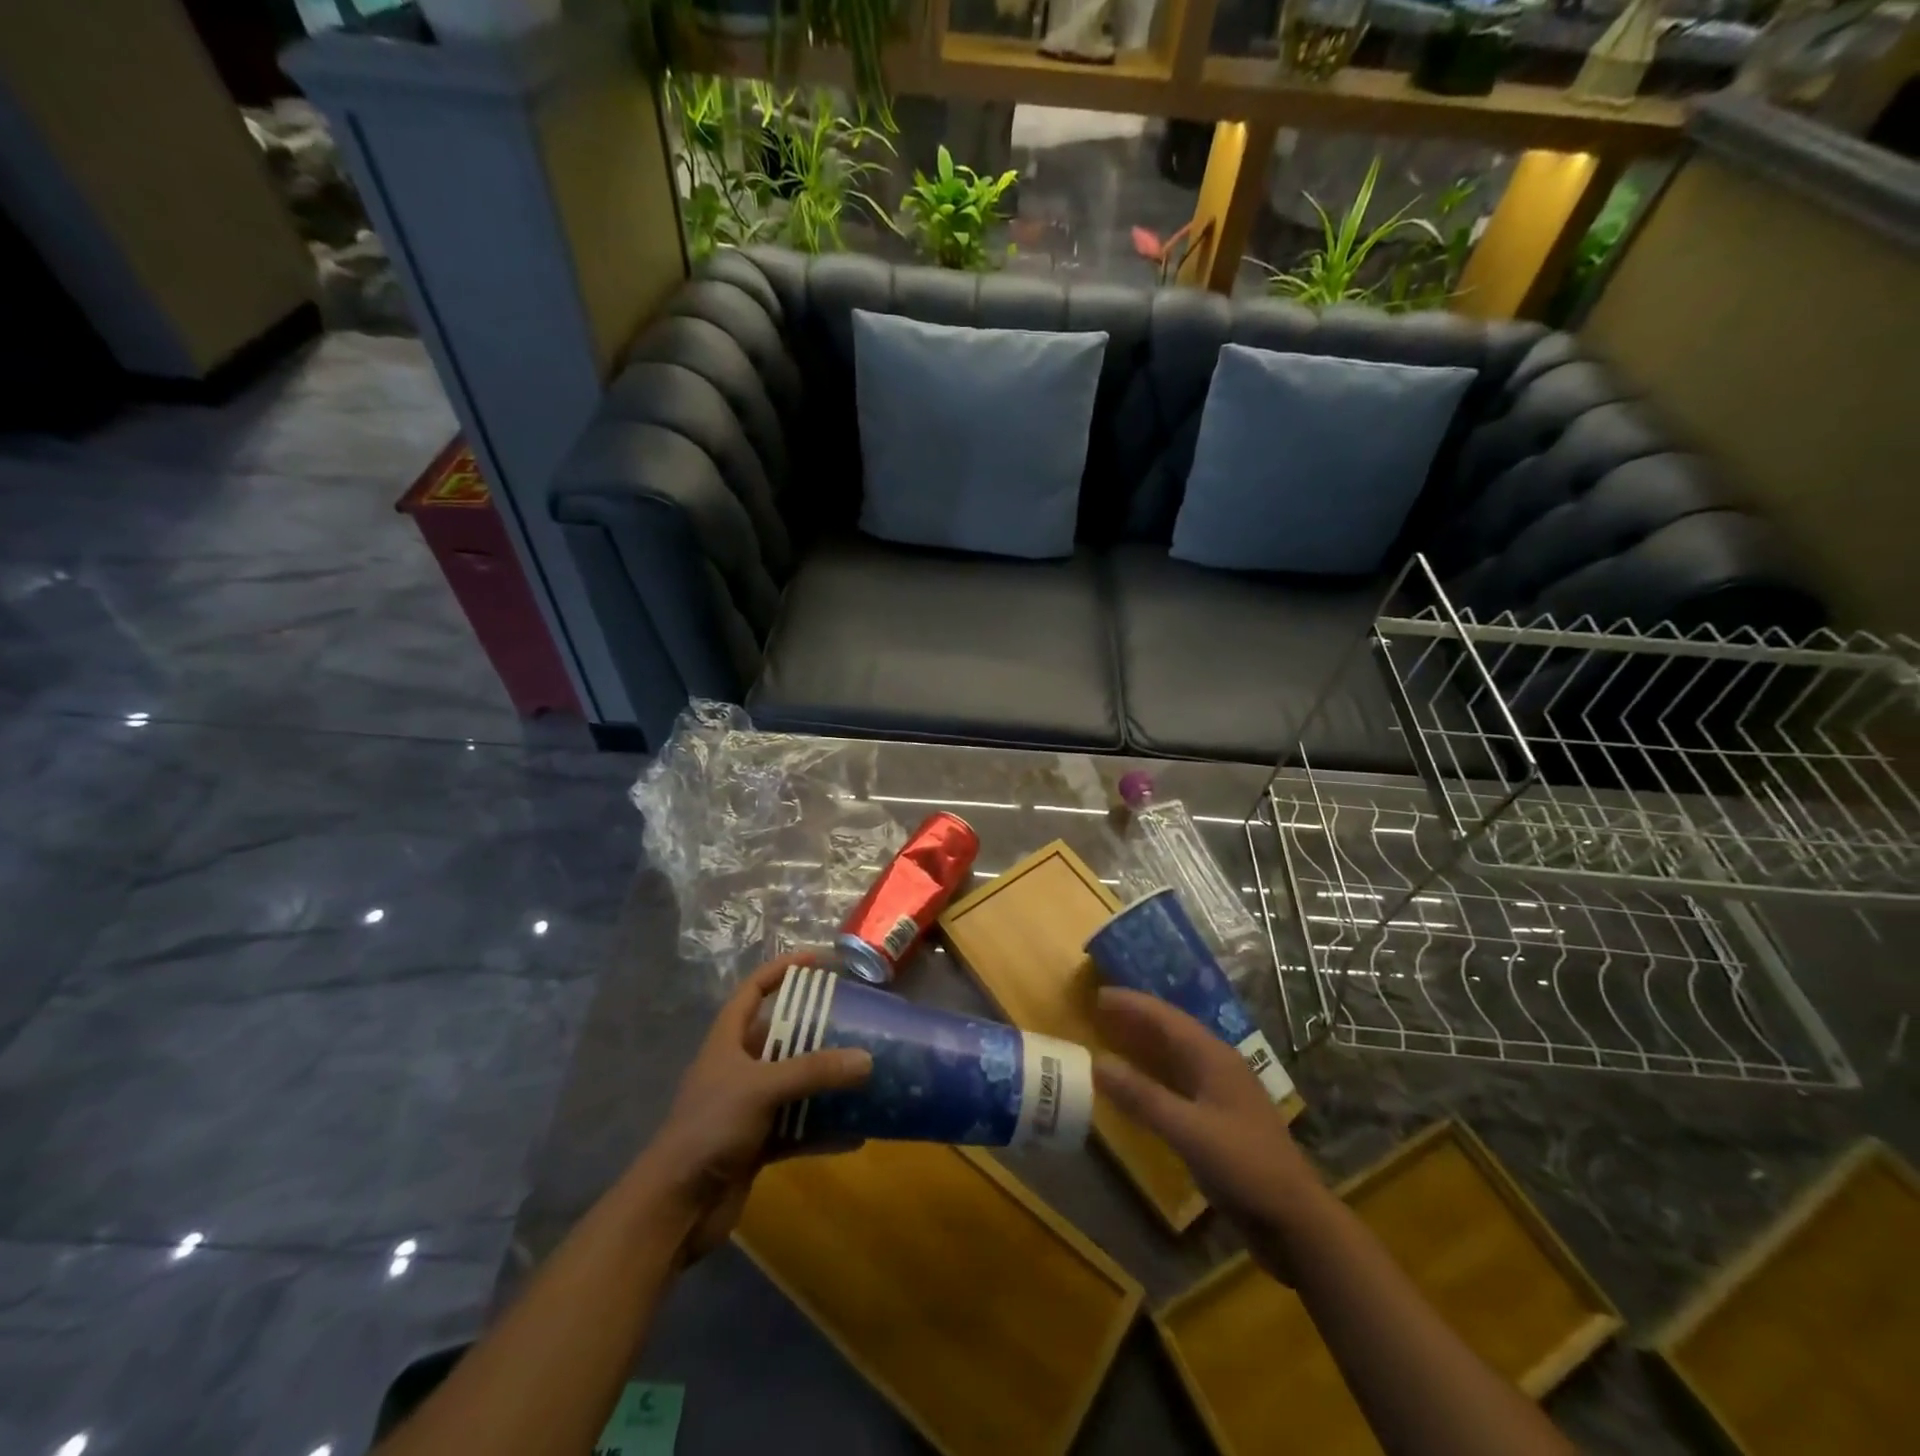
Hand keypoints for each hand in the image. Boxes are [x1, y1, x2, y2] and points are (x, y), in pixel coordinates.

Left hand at [637, 954, 872, 1261]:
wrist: (675, 1207)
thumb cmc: (710, 1127)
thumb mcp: (762, 1088)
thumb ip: (814, 1071)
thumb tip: (867, 1059)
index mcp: (728, 1040)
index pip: (754, 990)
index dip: (783, 970)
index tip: (820, 960)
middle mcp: (739, 1067)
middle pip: (782, 1036)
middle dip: (817, 1029)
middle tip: (857, 1020)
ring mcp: (748, 1107)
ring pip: (795, 1083)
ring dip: (826, 1081)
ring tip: (866, 1071)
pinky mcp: (758, 1144)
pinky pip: (799, 1128)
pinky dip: (824, 1129)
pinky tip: (857, 1132)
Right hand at [1093, 987, 1324, 1279]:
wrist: (1296, 1221)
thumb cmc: (1245, 1167)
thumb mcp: (1188, 1131)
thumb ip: (1143, 1097)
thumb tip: (1097, 1061)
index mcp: (1214, 1057)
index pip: (1166, 1018)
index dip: (1132, 1004)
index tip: (1098, 994)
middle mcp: (1218, 1065)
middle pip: (1172, 1031)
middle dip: (1137, 1018)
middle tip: (1099, 1011)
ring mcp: (1222, 1093)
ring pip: (1177, 1055)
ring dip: (1145, 1044)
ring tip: (1113, 1037)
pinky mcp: (1221, 1119)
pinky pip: (1179, 1081)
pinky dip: (1154, 1074)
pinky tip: (1139, 1084)